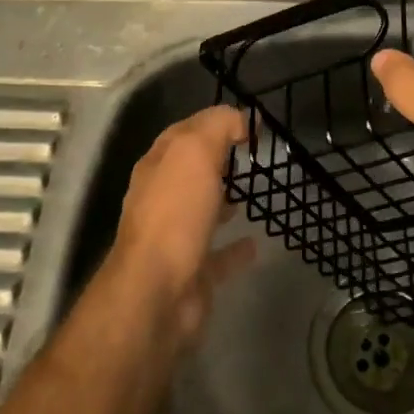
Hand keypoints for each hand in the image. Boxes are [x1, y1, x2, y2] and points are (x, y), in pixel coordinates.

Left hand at [110, 104, 256, 341]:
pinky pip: (218, 254)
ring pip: (201, 210)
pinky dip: (235, 247)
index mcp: (158, 165)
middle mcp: (161, 198)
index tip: (250, 123)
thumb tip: (240, 119)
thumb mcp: (195, 152)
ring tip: (252, 192)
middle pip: (190, 170)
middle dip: (216, 159)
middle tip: (250, 154)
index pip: (185, 131)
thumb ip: (218, 127)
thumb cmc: (175, 214)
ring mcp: (175, 237)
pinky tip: (256, 242)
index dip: (214, 121)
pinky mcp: (192, 272)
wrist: (156, 293)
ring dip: (222, 200)